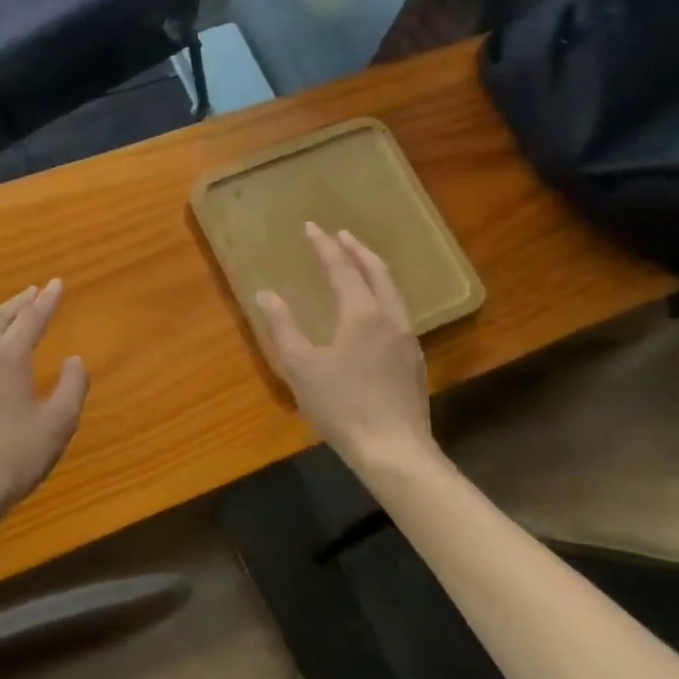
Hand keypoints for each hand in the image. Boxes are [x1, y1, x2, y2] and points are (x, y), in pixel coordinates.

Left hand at [0, 280, 89, 527]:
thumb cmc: (14, 457)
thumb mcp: (58, 424)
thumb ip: (71, 387)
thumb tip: (74, 360)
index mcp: (8, 358)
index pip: (31, 319)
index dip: (47, 300)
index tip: (57, 283)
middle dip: (19, 303)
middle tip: (34, 292)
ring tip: (11, 319)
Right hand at [257, 225, 432, 469]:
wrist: (394, 451)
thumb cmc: (342, 407)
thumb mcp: (301, 367)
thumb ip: (283, 327)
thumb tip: (266, 295)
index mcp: (362, 314)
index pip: (342, 268)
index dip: (325, 246)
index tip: (311, 227)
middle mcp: (389, 318)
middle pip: (376, 272)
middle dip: (357, 249)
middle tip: (341, 235)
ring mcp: (407, 339)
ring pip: (392, 291)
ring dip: (373, 270)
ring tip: (359, 262)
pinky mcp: (413, 360)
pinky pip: (397, 311)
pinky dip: (382, 293)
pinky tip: (374, 308)